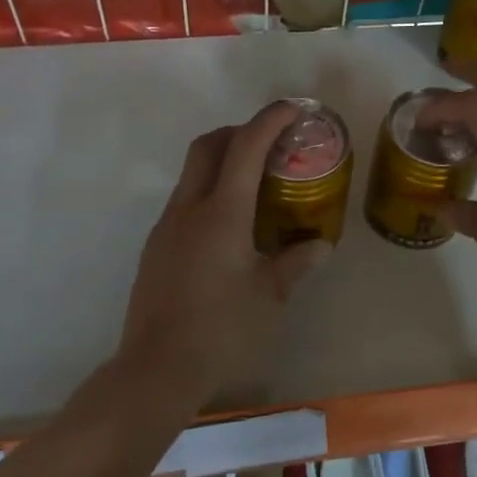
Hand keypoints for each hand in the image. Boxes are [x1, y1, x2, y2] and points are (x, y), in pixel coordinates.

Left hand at [116, 102, 331, 404]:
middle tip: (271, 144)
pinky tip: (230, 228)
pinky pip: (184, 202)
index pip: (245, 147)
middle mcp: (188, 209)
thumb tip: (320, 244)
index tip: (294, 108)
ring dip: (222, 163)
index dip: (270, 119)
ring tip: (256, 186)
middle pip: (208, 146)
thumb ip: (296, 263)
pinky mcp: (156, 247)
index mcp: (221, 213)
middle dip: (240, 132)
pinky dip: (209, 193)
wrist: (157, 369)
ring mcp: (166, 227)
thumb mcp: (269, 296)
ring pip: (192, 174)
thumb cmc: (222, 330)